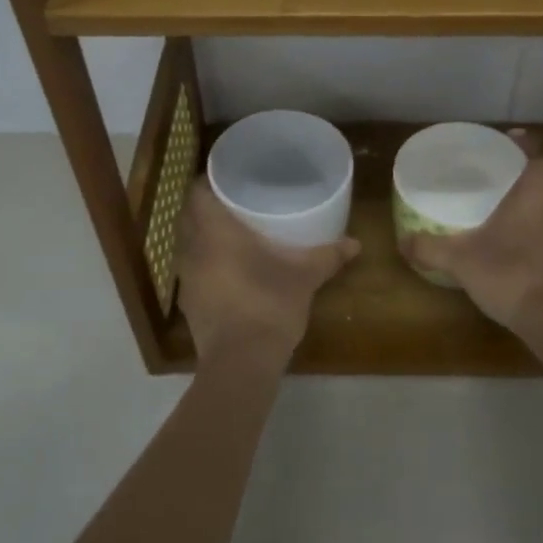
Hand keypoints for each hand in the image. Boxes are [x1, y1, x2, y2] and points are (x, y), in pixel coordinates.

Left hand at [175, 180, 358, 374]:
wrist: (240, 363)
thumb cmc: (268, 305)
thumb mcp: (304, 277)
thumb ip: (328, 256)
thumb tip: (356, 243)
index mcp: (214, 231)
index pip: (197, 192)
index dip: (209, 181)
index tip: (229, 178)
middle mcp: (193, 249)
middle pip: (190, 216)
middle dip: (208, 207)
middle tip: (236, 202)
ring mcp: (186, 279)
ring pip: (189, 244)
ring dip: (205, 237)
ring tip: (233, 233)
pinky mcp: (189, 303)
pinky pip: (194, 271)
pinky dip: (207, 264)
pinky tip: (230, 270)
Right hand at [402, 132, 542, 349]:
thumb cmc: (511, 273)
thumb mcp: (460, 260)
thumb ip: (430, 248)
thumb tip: (402, 241)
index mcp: (537, 194)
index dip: (533, 144)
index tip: (512, 141)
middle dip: (522, 184)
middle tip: (494, 187)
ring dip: (530, 215)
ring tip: (502, 223)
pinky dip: (537, 244)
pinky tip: (515, 257)